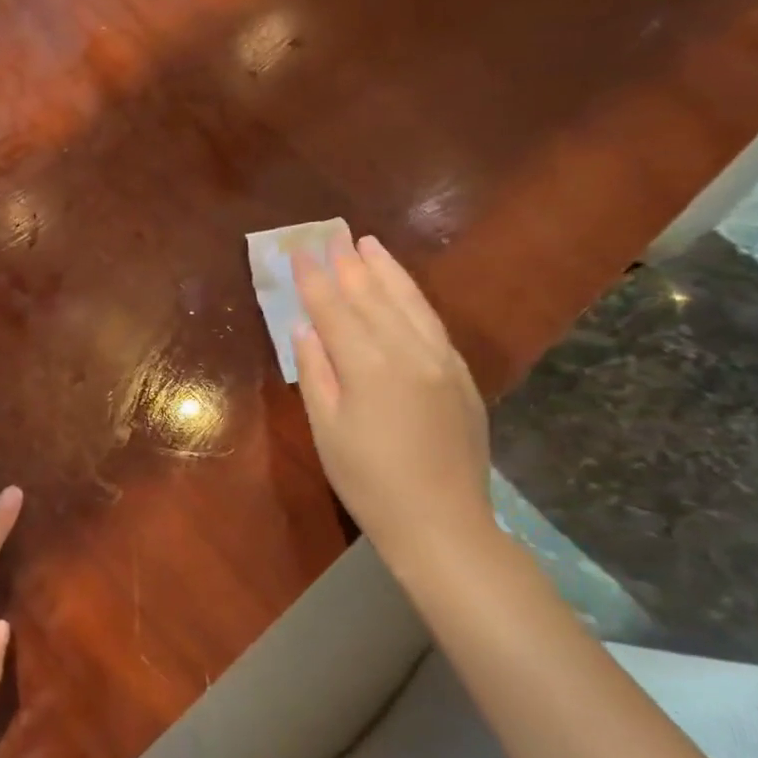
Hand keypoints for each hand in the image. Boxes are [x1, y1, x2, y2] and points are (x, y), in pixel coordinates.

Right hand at [290, 231, 494, 563]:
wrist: (441, 523)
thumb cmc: (367, 479)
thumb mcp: (326, 428)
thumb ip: (316, 371)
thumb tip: (305, 328)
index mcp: (369, 366)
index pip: (334, 309)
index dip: (313, 279)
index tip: (298, 251)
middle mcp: (408, 352)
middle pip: (373, 297)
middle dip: (348, 264)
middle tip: (330, 235)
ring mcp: (441, 362)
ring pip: (409, 303)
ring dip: (386, 271)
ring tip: (368, 244)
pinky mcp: (459, 376)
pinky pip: (432, 323)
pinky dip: (414, 298)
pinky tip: (402, 288)